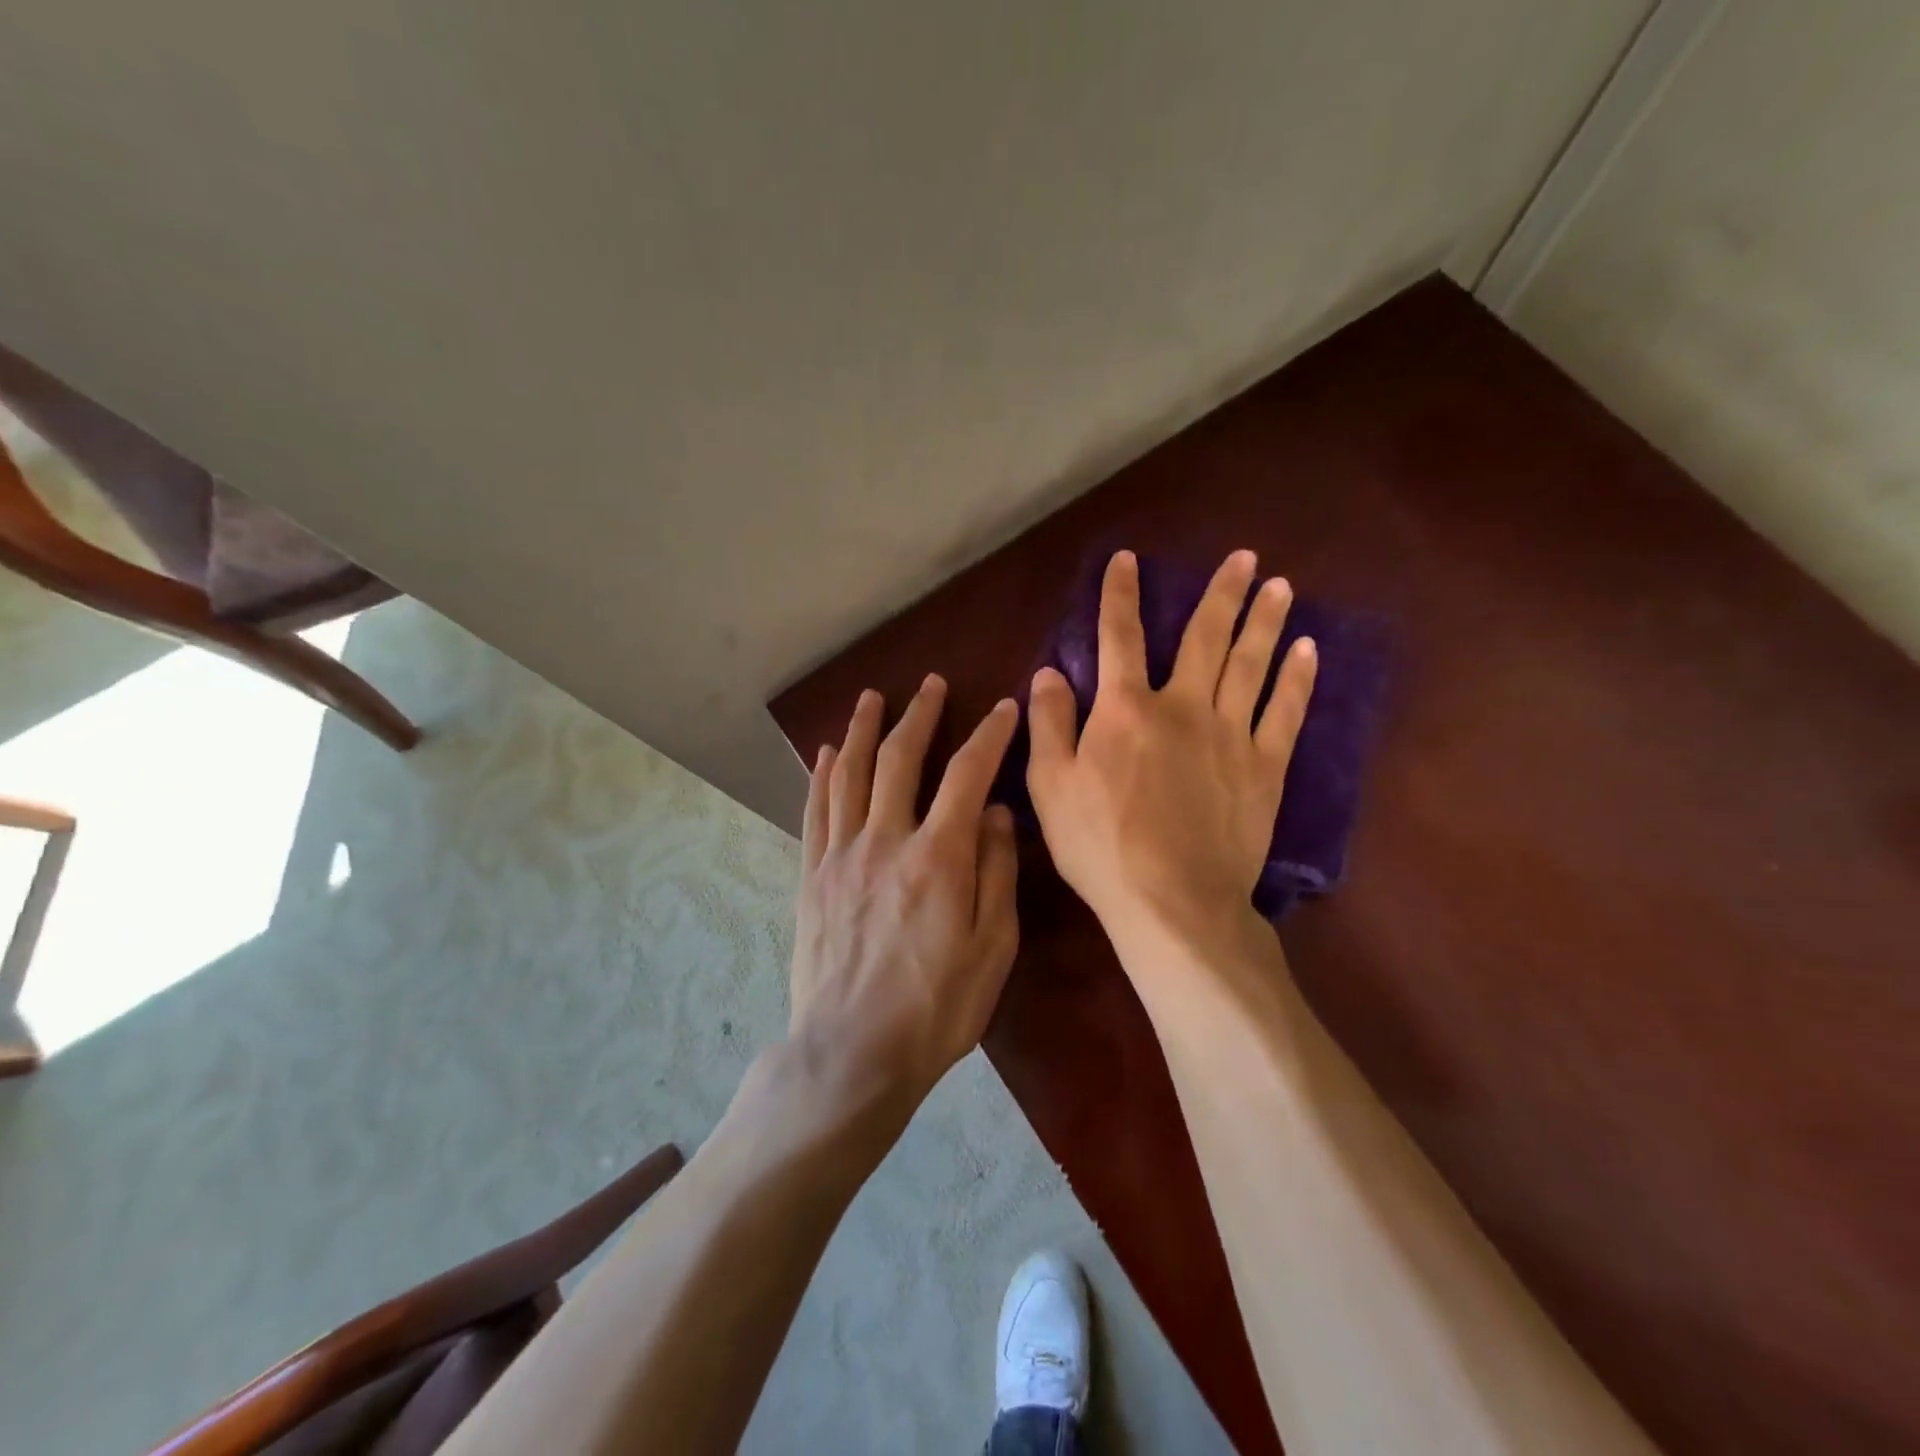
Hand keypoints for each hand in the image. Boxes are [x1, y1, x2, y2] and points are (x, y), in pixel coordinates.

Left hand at [790, 677, 1020, 1119]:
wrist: (852, 1053)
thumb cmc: (936, 1009)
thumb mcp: (993, 949)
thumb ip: (997, 873)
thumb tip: (997, 812)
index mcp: (938, 857)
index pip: (967, 775)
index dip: (988, 735)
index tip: (1003, 707)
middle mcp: (885, 841)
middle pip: (900, 759)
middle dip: (919, 715)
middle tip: (930, 684)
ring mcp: (841, 856)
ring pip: (850, 774)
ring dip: (863, 730)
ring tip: (871, 698)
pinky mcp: (812, 877)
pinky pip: (816, 811)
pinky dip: (822, 775)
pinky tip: (825, 752)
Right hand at [1027, 549, 1316, 944]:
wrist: (1172, 901)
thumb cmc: (1100, 844)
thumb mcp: (1050, 785)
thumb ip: (1050, 723)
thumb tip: (1049, 671)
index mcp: (1125, 709)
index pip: (1118, 637)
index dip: (1120, 594)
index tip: (1129, 558)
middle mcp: (1182, 706)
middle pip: (1204, 638)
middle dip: (1222, 593)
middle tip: (1245, 557)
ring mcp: (1230, 734)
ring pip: (1251, 665)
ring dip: (1266, 622)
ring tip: (1281, 586)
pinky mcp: (1264, 768)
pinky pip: (1285, 713)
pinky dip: (1297, 680)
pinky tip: (1308, 652)